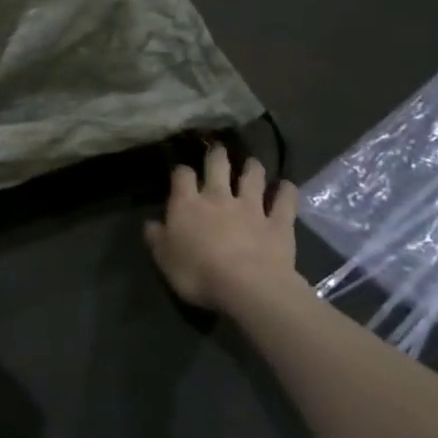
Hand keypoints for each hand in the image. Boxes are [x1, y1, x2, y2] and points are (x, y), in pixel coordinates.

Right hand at [144, 143, 302, 312]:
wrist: (247, 287)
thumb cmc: (197, 273)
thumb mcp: (163, 258)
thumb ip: (156, 238)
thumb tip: (151, 223)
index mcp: (187, 204)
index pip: (182, 176)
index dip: (181, 171)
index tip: (181, 173)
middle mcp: (218, 198)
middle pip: (218, 166)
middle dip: (217, 156)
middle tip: (218, 150)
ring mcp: (251, 208)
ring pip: (253, 178)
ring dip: (252, 167)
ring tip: (251, 162)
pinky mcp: (278, 223)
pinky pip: (285, 201)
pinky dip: (286, 191)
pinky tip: (286, 185)